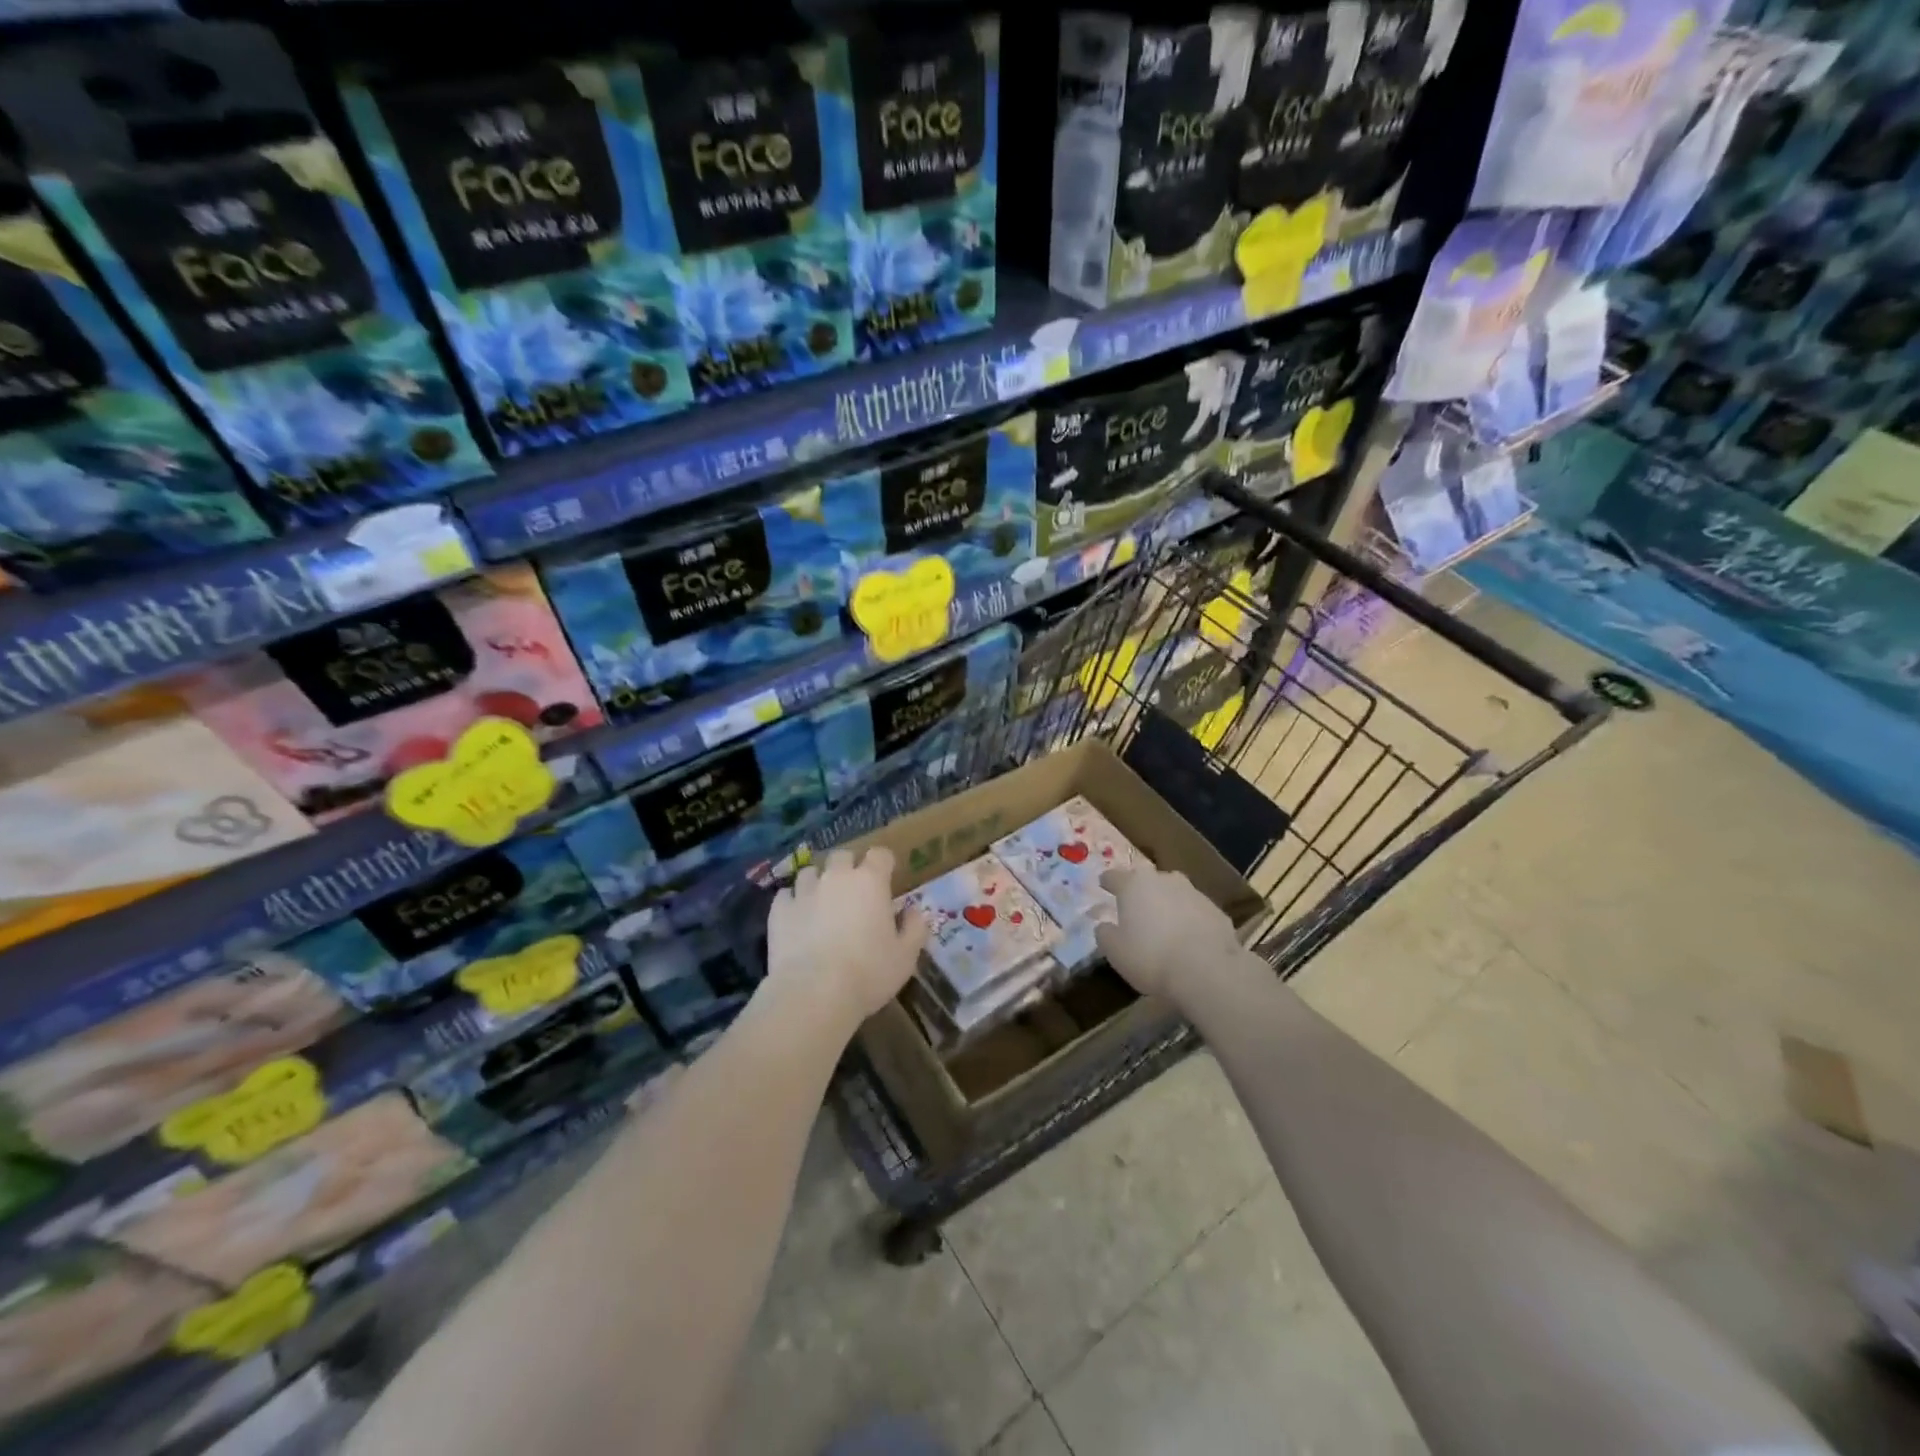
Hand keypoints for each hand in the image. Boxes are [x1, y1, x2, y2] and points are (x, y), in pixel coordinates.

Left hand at [765, 847, 928, 1027]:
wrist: (814, 994)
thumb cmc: (868, 973)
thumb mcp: (906, 956)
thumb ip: (914, 928)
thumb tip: (914, 911)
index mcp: (871, 881)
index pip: (880, 854)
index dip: (884, 864)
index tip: (886, 881)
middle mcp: (837, 877)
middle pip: (842, 856)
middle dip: (849, 868)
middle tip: (854, 893)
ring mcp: (804, 891)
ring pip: (811, 872)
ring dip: (818, 882)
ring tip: (822, 904)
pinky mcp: (779, 910)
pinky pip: (786, 894)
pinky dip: (793, 901)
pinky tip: (797, 918)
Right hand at [1095, 866, 1249, 1006]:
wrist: (1207, 969)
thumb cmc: (1151, 956)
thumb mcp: (1115, 951)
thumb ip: (1105, 934)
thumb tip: (1104, 926)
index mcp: (1134, 885)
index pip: (1114, 876)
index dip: (1107, 881)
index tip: (1103, 885)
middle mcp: (1164, 880)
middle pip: (1147, 880)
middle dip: (1141, 891)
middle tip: (1136, 907)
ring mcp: (1193, 892)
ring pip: (1174, 893)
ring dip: (1167, 904)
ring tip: (1164, 924)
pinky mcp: (1216, 910)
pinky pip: (1195, 911)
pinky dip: (1189, 919)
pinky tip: (1189, 939)